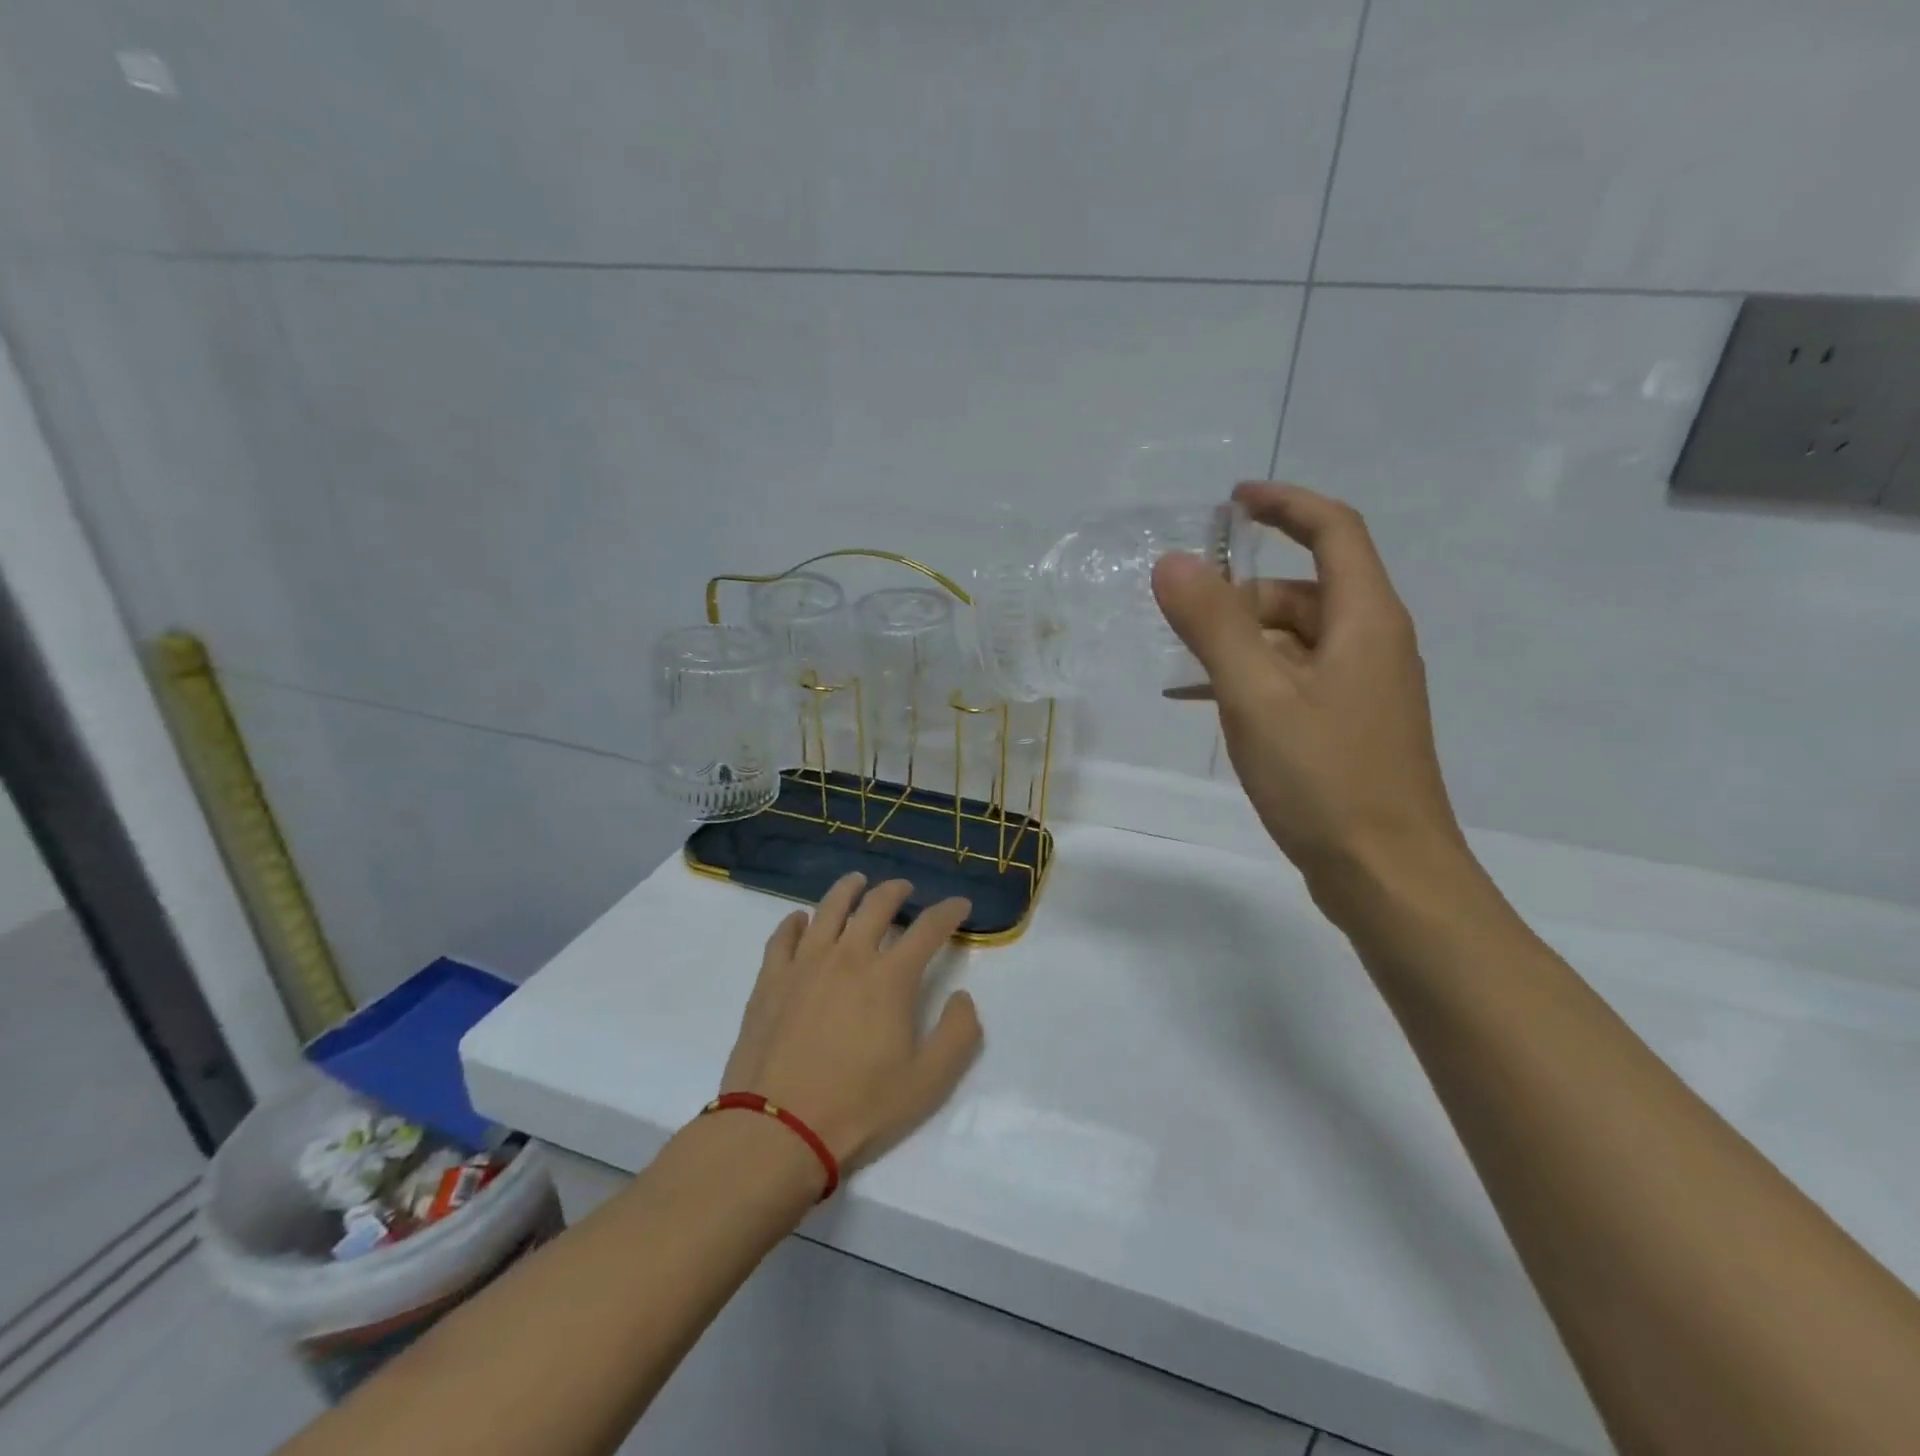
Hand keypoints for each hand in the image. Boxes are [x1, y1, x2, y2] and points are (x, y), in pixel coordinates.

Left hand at [719, 874, 981, 1172]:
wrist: (777, 1130)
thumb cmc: (859, 1107)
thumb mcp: (929, 1082)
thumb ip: (959, 1034)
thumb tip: (963, 997)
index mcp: (891, 977)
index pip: (928, 928)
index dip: (949, 911)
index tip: (959, 905)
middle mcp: (849, 956)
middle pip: (876, 905)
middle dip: (896, 891)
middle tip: (905, 889)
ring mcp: (805, 964)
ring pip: (829, 909)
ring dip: (848, 889)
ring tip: (857, 882)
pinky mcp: (770, 980)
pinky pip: (783, 936)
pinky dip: (796, 922)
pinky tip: (801, 920)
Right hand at [1153, 482, 1468, 915]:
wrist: (1387, 877)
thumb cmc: (1326, 780)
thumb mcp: (1257, 696)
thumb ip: (1213, 626)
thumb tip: (1173, 562)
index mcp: (1365, 621)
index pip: (1334, 531)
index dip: (1286, 504)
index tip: (1233, 500)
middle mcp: (1373, 645)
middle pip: (1304, 592)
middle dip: (1241, 596)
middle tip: (1182, 621)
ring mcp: (1363, 690)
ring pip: (1295, 641)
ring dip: (1240, 642)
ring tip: (1182, 669)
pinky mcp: (1348, 728)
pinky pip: (1293, 681)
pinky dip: (1251, 680)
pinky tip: (1205, 706)